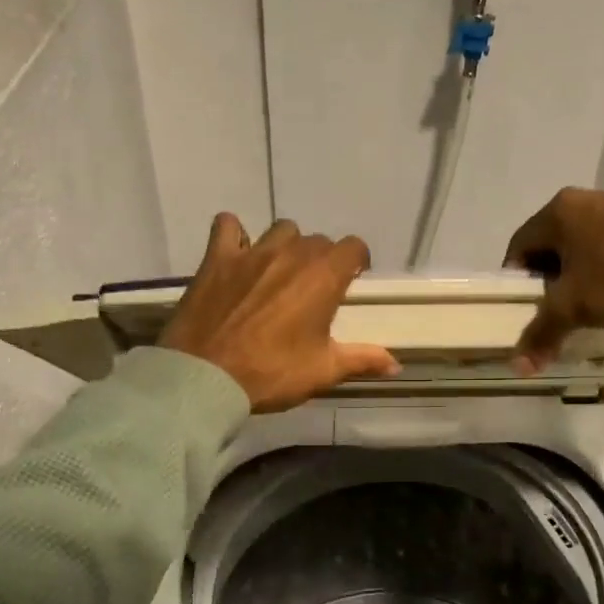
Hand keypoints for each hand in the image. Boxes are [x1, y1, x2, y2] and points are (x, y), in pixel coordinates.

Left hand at [162, 214, 400, 411]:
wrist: (206, 377)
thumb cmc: (272, 373)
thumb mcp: (323, 371)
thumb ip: (362, 360)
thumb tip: (396, 364)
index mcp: (323, 277)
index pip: (354, 247)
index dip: (357, 261)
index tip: (352, 279)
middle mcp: (292, 254)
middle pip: (317, 240)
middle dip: (321, 260)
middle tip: (313, 289)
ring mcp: (252, 252)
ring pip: (281, 230)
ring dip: (286, 245)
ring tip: (279, 272)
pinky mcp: (217, 258)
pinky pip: (228, 226)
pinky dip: (236, 234)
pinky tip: (237, 253)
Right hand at [502, 187, 603, 371]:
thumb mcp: (573, 308)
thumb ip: (541, 334)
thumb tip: (518, 368)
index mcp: (557, 212)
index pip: (519, 247)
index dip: (517, 282)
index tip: (527, 308)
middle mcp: (582, 200)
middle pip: (549, 246)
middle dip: (547, 280)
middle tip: (554, 309)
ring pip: (579, 245)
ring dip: (576, 274)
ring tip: (586, 304)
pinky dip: (602, 267)